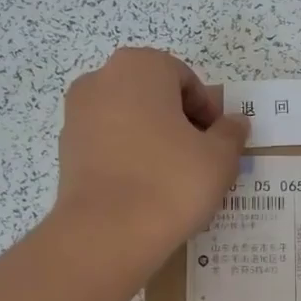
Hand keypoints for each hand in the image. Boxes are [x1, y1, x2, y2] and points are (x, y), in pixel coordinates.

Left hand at [53, 48, 248, 274]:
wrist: (106, 234)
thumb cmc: (170, 182)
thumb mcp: (219, 158)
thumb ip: (231, 133)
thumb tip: (234, 123)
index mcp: (139, 66)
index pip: (185, 80)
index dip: (208, 112)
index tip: (218, 143)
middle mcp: (101, 80)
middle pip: (154, 96)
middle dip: (178, 122)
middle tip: (199, 159)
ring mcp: (77, 114)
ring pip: (129, 120)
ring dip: (152, 139)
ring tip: (172, 178)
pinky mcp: (66, 149)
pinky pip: (108, 144)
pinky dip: (127, 157)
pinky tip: (144, 189)